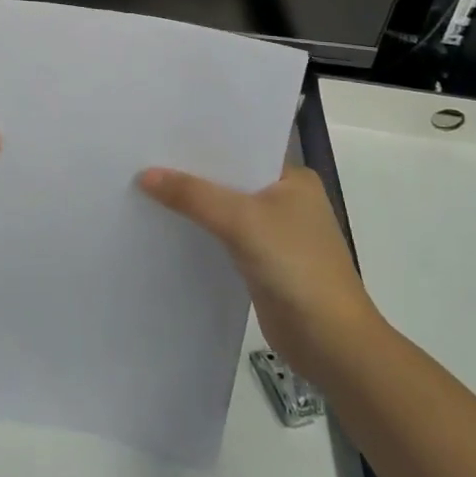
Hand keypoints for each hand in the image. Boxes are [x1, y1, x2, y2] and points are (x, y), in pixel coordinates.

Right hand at [138, 163, 382, 379]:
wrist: (332, 345)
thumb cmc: (296, 267)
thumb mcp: (242, 221)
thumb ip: (193, 195)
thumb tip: (145, 175)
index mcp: (292, 178)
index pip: (240, 148)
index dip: (202, 141)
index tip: (160, 132)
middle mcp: (285, 199)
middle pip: (229, 178)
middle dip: (192, 172)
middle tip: (143, 156)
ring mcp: (274, 233)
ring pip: (223, 208)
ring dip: (193, 203)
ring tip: (145, 185)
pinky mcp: (261, 262)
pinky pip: (222, 236)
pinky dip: (199, 231)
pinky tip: (166, 224)